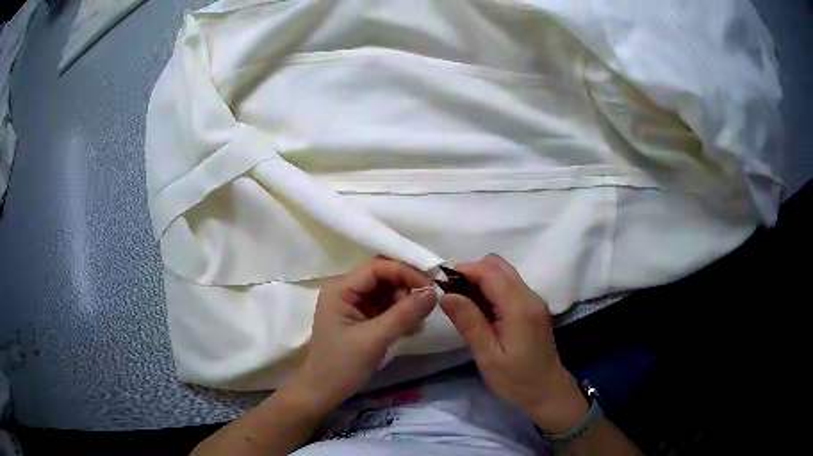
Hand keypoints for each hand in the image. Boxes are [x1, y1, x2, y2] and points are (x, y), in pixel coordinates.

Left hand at [287, 257, 436, 415]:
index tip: (431, 286)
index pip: (377, 267)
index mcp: (340, 289)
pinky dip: (402, 314)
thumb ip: (403, 315)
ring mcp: (354, 305)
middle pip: (384, 277)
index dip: (404, 272)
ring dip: (407, 303)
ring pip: (388, 292)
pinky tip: (411, 329)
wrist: (323, 392)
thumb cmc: (341, 366)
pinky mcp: (363, 319)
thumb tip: (433, 292)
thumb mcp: (373, 340)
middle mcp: (346, 291)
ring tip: (417, 323)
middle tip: (427, 306)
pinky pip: (387, 307)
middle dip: (407, 288)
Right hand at [439, 254, 588, 433]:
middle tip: (452, 295)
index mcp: (519, 307)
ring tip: (463, 304)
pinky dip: (490, 289)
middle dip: (471, 272)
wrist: (547, 391)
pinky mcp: (533, 307)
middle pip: (497, 265)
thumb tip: (446, 294)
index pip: (489, 271)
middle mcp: (529, 296)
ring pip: (503, 273)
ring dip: (480, 280)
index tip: (441, 284)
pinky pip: (509, 286)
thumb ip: (469, 322)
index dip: (463, 270)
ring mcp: (533, 300)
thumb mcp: (488, 356)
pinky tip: (480, 311)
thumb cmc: (516, 379)